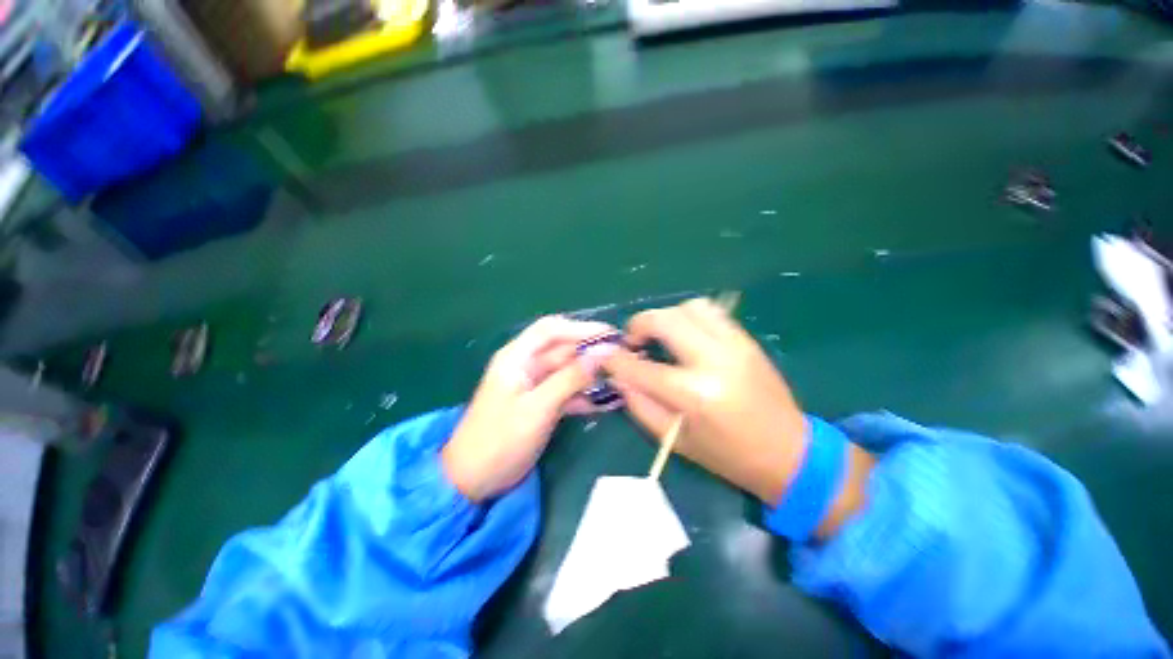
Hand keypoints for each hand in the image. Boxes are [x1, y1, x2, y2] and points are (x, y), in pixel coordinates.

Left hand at [443, 316, 617, 500]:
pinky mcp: (541, 403)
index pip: (552, 330)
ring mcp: (535, 385)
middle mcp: (527, 365)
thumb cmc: (500, 440)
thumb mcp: (538, 408)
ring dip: (592, 375)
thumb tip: (604, 352)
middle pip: (563, 349)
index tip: (611, 335)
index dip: (581, 328)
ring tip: (621, 380)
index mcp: (517, 357)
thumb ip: (570, 378)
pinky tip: (608, 402)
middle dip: (592, 352)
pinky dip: (585, 395)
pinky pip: (567, 391)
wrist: (473, 481)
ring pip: (568, 370)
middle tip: (623, 359)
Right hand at [603, 298, 808, 503]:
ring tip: (660, 337)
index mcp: (693, 395)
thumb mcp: (674, 440)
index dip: (615, 360)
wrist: (789, 453)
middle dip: (637, 326)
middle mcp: (713, 361)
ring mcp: (734, 345)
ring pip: (688, 307)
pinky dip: (688, 317)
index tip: (605, 357)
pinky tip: (684, 336)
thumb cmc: (727, 456)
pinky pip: (711, 312)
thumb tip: (619, 375)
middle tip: (632, 342)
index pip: (639, 367)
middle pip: (663, 320)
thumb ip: (640, 404)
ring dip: (665, 317)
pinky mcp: (746, 340)